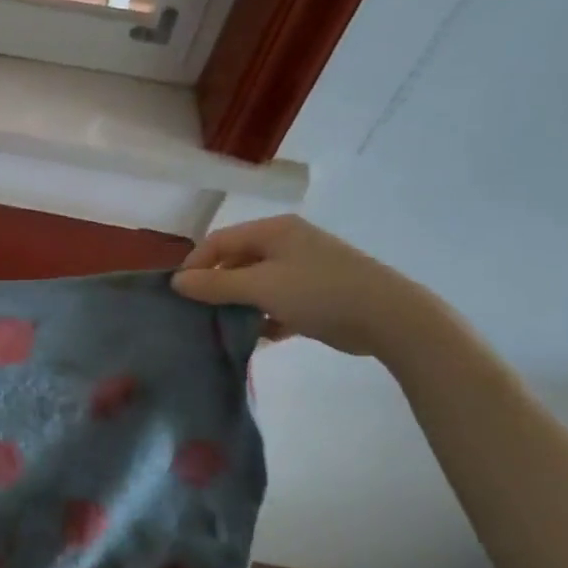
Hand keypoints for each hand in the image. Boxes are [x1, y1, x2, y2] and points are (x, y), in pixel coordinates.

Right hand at [170, 215, 445, 359]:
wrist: (390, 318)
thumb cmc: (319, 293)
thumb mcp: (261, 288)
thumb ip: (215, 285)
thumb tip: (176, 282)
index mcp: (274, 231)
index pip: (219, 241)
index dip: (196, 265)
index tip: (180, 295)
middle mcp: (287, 242)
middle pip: (237, 261)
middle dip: (217, 287)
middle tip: (201, 314)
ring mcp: (304, 267)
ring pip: (257, 283)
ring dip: (241, 305)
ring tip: (227, 328)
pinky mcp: (317, 293)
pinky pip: (278, 301)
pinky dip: (266, 316)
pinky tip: (261, 336)